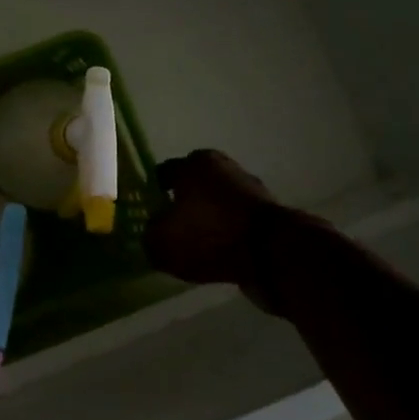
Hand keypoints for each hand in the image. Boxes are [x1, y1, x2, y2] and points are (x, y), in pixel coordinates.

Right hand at [143, 150, 292, 310]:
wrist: (274, 256)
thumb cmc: (209, 234)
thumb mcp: (160, 241)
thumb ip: (148, 235)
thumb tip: (151, 233)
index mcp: (195, 163)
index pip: (163, 174)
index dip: (151, 194)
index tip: (144, 214)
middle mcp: (224, 168)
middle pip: (192, 187)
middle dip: (181, 206)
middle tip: (167, 230)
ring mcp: (251, 191)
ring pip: (215, 206)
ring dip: (206, 222)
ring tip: (191, 247)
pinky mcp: (269, 217)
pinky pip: (235, 226)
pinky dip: (226, 237)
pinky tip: (215, 255)